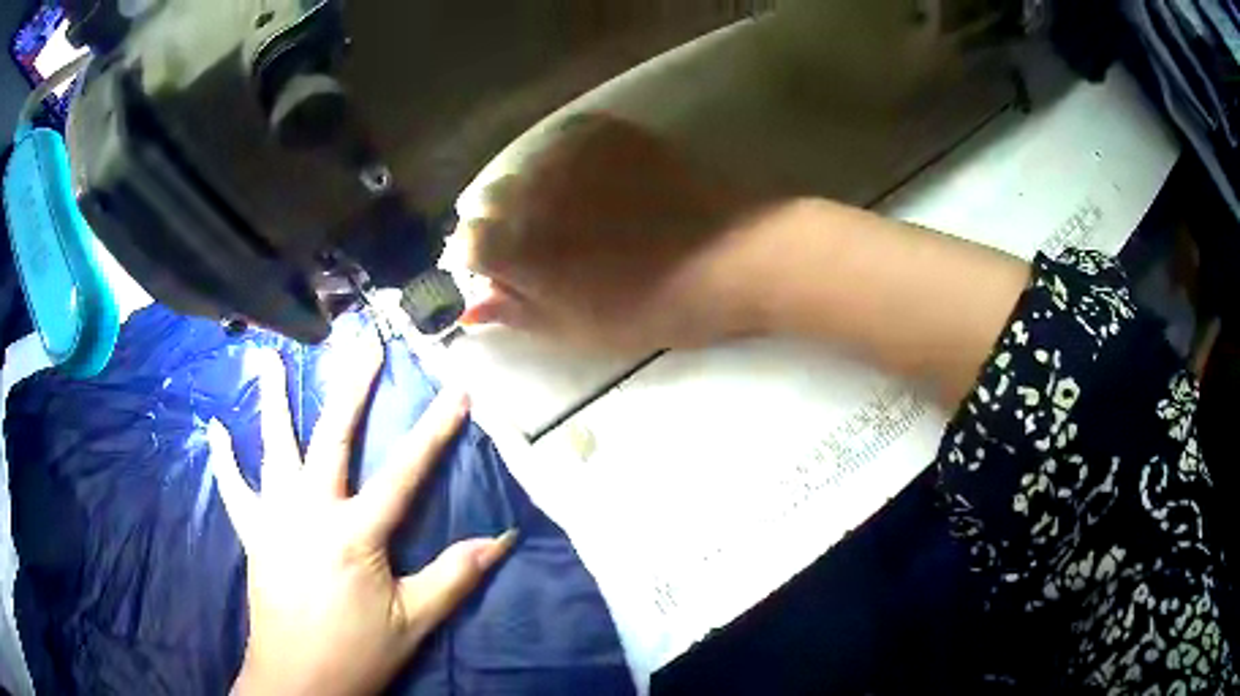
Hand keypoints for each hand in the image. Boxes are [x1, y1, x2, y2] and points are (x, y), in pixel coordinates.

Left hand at [208, 340, 514, 695]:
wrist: (298, 681)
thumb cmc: (358, 652)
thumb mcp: (414, 621)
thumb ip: (455, 576)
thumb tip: (501, 539)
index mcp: (355, 533)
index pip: (405, 473)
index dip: (435, 431)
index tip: (457, 391)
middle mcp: (310, 511)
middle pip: (332, 438)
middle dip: (352, 389)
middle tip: (363, 346)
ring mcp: (274, 517)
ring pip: (273, 447)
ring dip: (273, 400)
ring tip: (269, 358)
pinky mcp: (253, 533)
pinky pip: (233, 488)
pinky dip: (224, 459)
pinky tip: (215, 429)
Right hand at [457, 114, 781, 352]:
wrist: (730, 258)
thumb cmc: (652, 307)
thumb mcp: (576, 330)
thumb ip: (516, 313)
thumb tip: (470, 308)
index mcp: (516, 248)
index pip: (465, 242)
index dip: (482, 259)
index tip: (507, 271)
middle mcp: (528, 193)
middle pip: (488, 200)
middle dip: (505, 223)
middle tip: (547, 243)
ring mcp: (566, 155)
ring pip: (524, 167)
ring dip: (535, 189)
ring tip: (576, 209)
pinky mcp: (604, 132)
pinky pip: (562, 140)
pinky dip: (566, 160)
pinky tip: (594, 179)